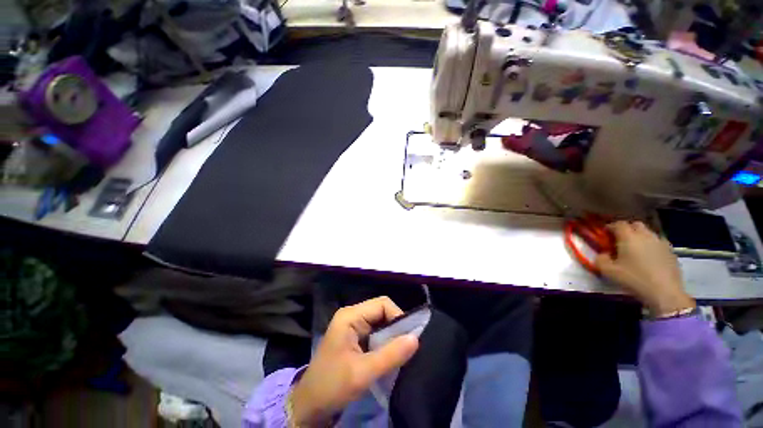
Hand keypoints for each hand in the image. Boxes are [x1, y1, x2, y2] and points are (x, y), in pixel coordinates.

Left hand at [290, 297, 418, 426]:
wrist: (309, 406)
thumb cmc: (332, 386)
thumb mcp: (363, 373)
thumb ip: (391, 355)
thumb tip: (416, 338)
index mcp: (350, 316)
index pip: (382, 304)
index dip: (398, 317)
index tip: (409, 338)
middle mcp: (352, 315)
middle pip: (382, 311)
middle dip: (396, 327)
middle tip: (406, 347)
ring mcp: (352, 325)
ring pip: (380, 322)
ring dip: (391, 335)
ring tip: (400, 352)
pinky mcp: (354, 336)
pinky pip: (375, 332)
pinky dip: (385, 341)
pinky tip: (390, 354)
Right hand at [596, 221, 694, 316]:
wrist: (665, 293)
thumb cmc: (634, 279)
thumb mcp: (608, 271)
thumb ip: (600, 259)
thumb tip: (603, 254)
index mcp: (628, 237)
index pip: (618, 224)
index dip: (610, 227)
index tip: (605, 234)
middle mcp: (645, 235)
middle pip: (635, 225)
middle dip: (627, 229)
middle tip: (620, 240)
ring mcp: (660, 242)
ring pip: (648, 233)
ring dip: (640, 237)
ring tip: (635, 249)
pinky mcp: (671, 251)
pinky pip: (658, 243)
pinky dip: (651, 245)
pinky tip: (649, 257)